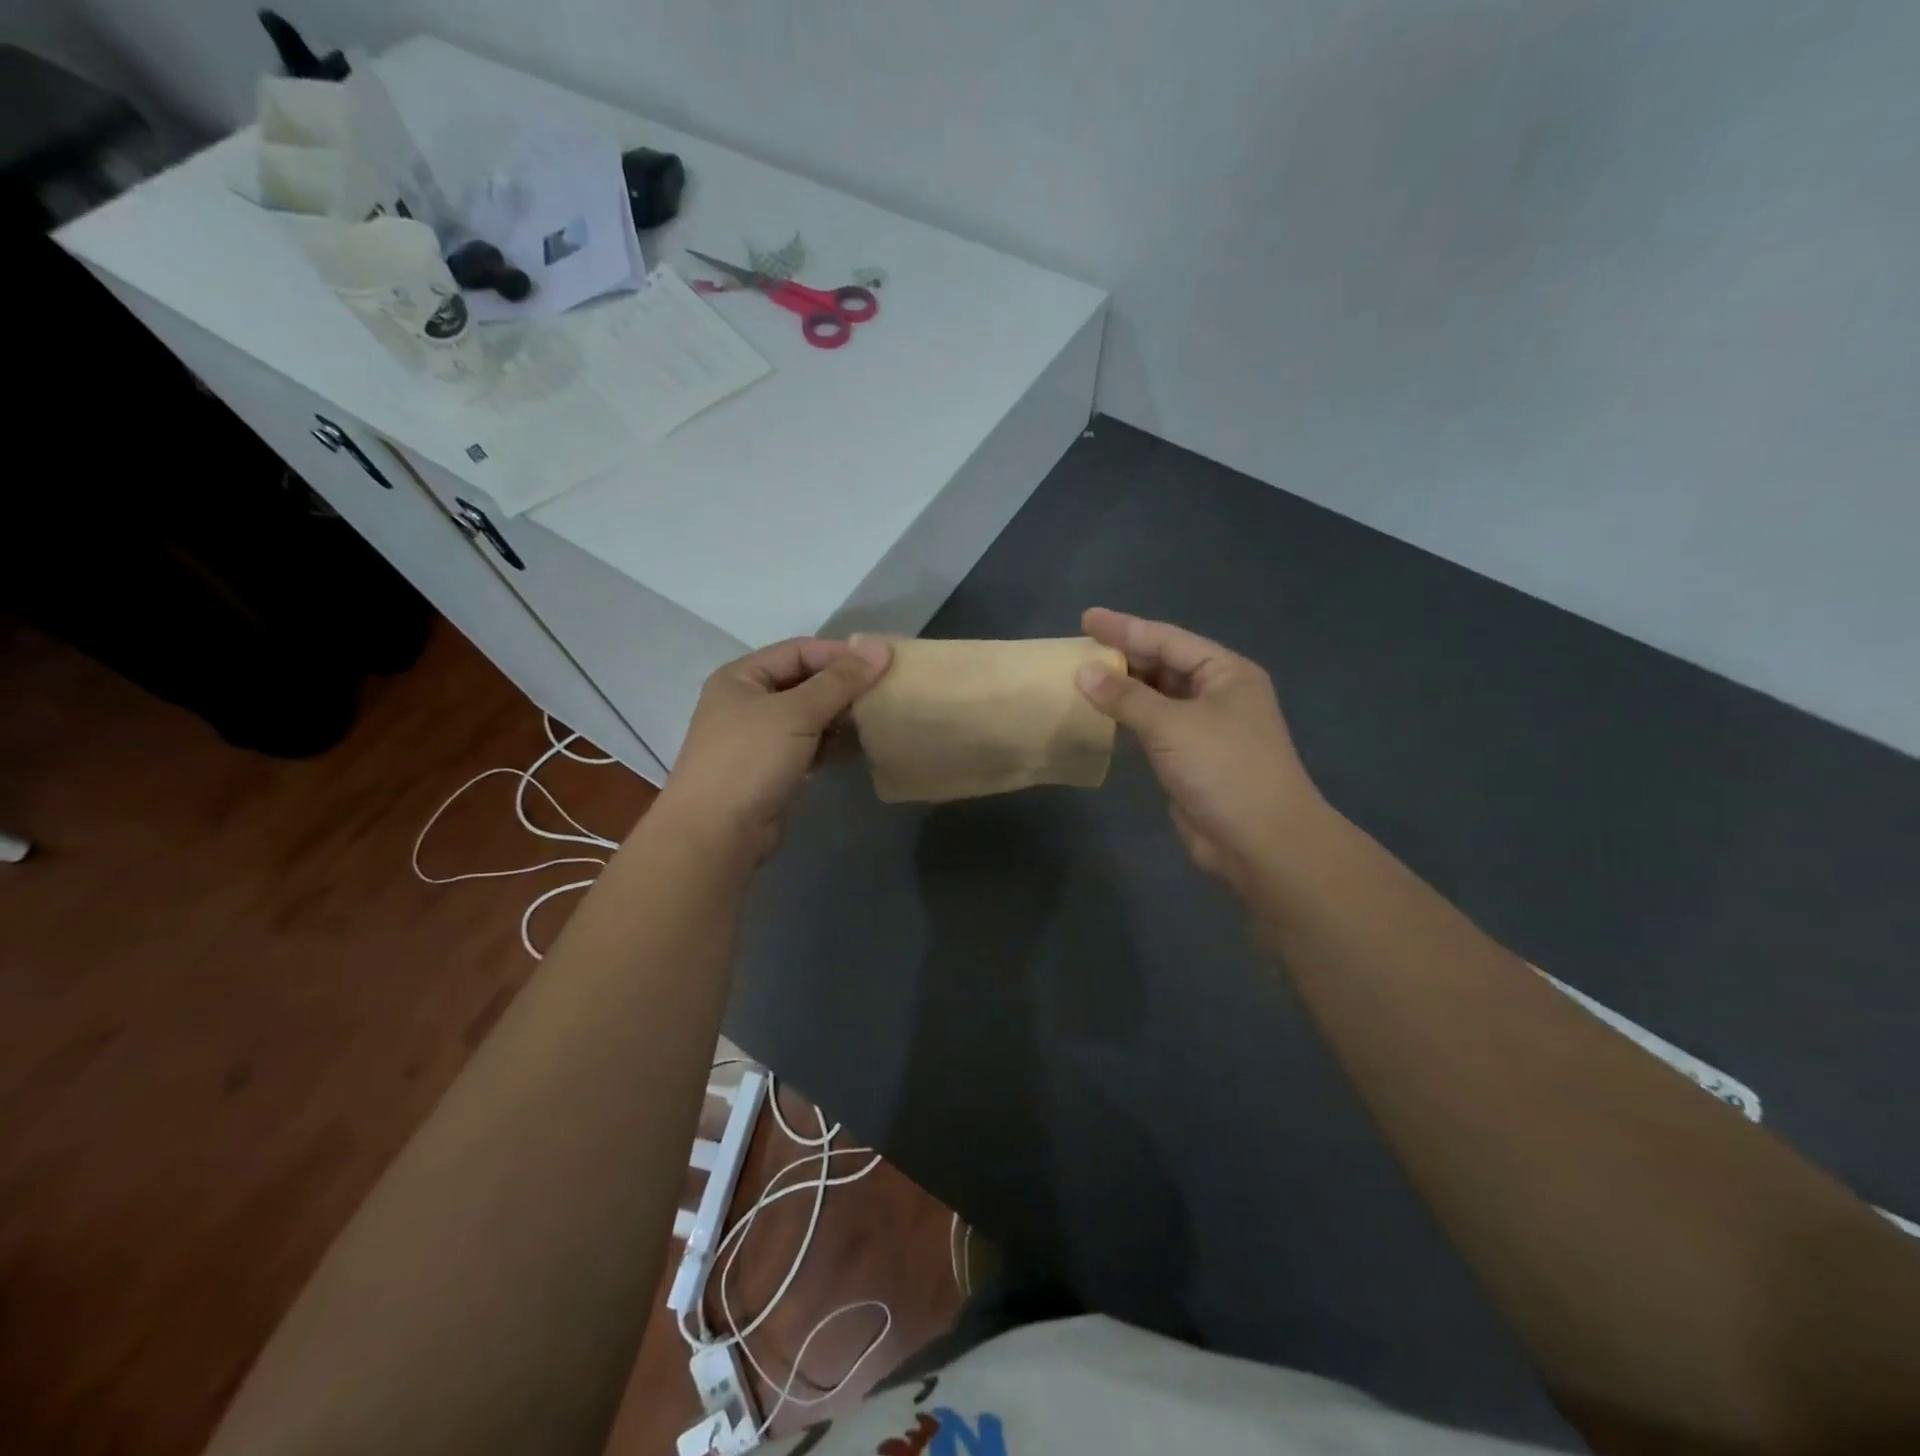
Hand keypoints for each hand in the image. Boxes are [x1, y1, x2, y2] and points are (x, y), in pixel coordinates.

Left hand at [654, 636, 892, 865]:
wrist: (716, 834)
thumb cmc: (750, 760)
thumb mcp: (796, 712)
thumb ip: (840, 680)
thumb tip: (881, 646)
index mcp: (742, 677)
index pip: (799, 651)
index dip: (840, 654)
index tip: (882, 662)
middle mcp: (748, 702)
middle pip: (805, 682)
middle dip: (844, 686)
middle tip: (886, 692)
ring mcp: (760, 738)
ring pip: (810, 716)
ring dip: (842, 716)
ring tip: (879, 718)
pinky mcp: (773, 769)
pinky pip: (810, 745)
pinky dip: (833, 743)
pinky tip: (861, 746)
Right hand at [1077, 607, 1324, 891]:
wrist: (1261, 841)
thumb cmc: (1223, 768)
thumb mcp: (1172, 725)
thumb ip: (1125, 697)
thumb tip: (1083, 672)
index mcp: (1225, 672)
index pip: (1167, 640)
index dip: (1125, 628)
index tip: (1086, 619)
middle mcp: (1218, 693)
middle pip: (1163, 665)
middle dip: (1123, 657)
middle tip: (1079, 648)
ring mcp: (1205, 728)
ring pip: (1156, 697)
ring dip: (1122, 690)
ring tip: (1081, 678)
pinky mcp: (1191, 758)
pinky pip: (1153, 727)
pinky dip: (1127, 720)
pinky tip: (1100, 717)